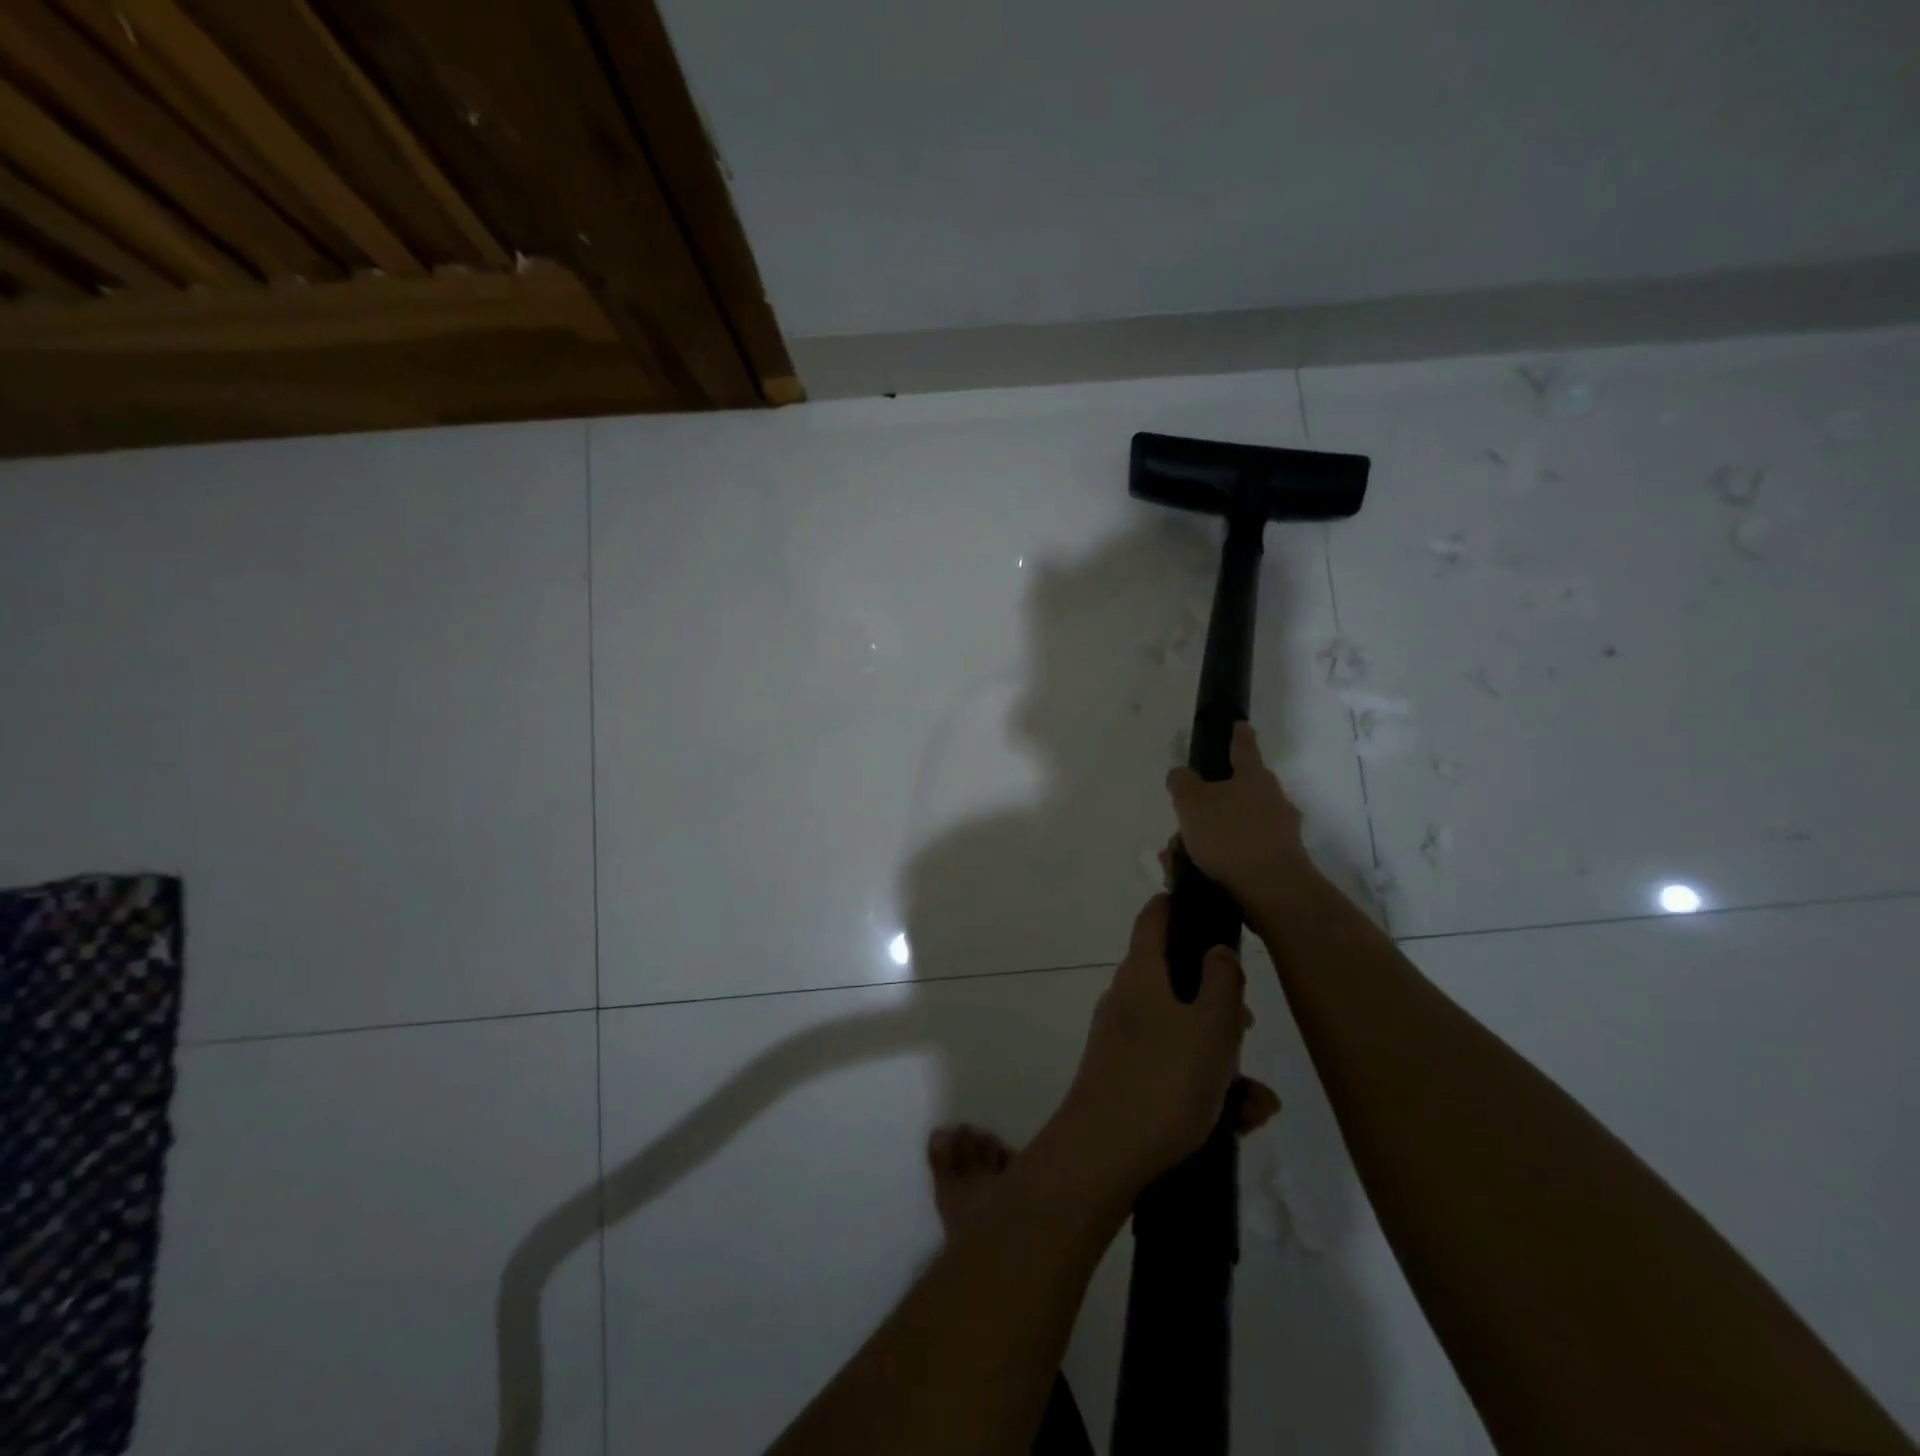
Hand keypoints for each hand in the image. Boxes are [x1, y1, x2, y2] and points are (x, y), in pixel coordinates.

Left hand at [1057, 895, 1274, 1193]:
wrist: (1103, 1156)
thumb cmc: (1163, 1082)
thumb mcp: (1211, 1027)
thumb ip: (1222, 982)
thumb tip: (1216, 950)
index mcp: (1141, 974)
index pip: (1154, 918)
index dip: (1178, 905)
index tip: (1207, 905)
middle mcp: (1127, 1000)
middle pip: (1177, 981)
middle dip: (1219, 1004)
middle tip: (1249, 1028)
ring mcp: (1122, 1040)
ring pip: (1183, 1033)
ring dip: (1222, 1059)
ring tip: (1255, 1101)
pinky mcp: (1125, 1079)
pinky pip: (1173, 1069)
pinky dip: (1206, 1088)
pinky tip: (1238, 1122)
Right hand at [1165, 721, 1313, 905]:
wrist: (1273, 891)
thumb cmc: (1230, 836)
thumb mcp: (1191, 803)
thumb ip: (1182, 783)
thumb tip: (1181, 774)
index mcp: (1253, 777)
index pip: (1244, 746)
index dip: (1238, 734)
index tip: (1238, 725)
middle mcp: (1272, 799)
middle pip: (1238, 791)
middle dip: (1209, 803)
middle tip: (1184, 817)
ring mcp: (1280, 832)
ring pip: (1235, 825)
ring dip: (1208, 836)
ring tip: (1179, 856)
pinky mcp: (1279, 862)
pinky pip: (1240, 852)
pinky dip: (1219, 858)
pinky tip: (1194, 873)